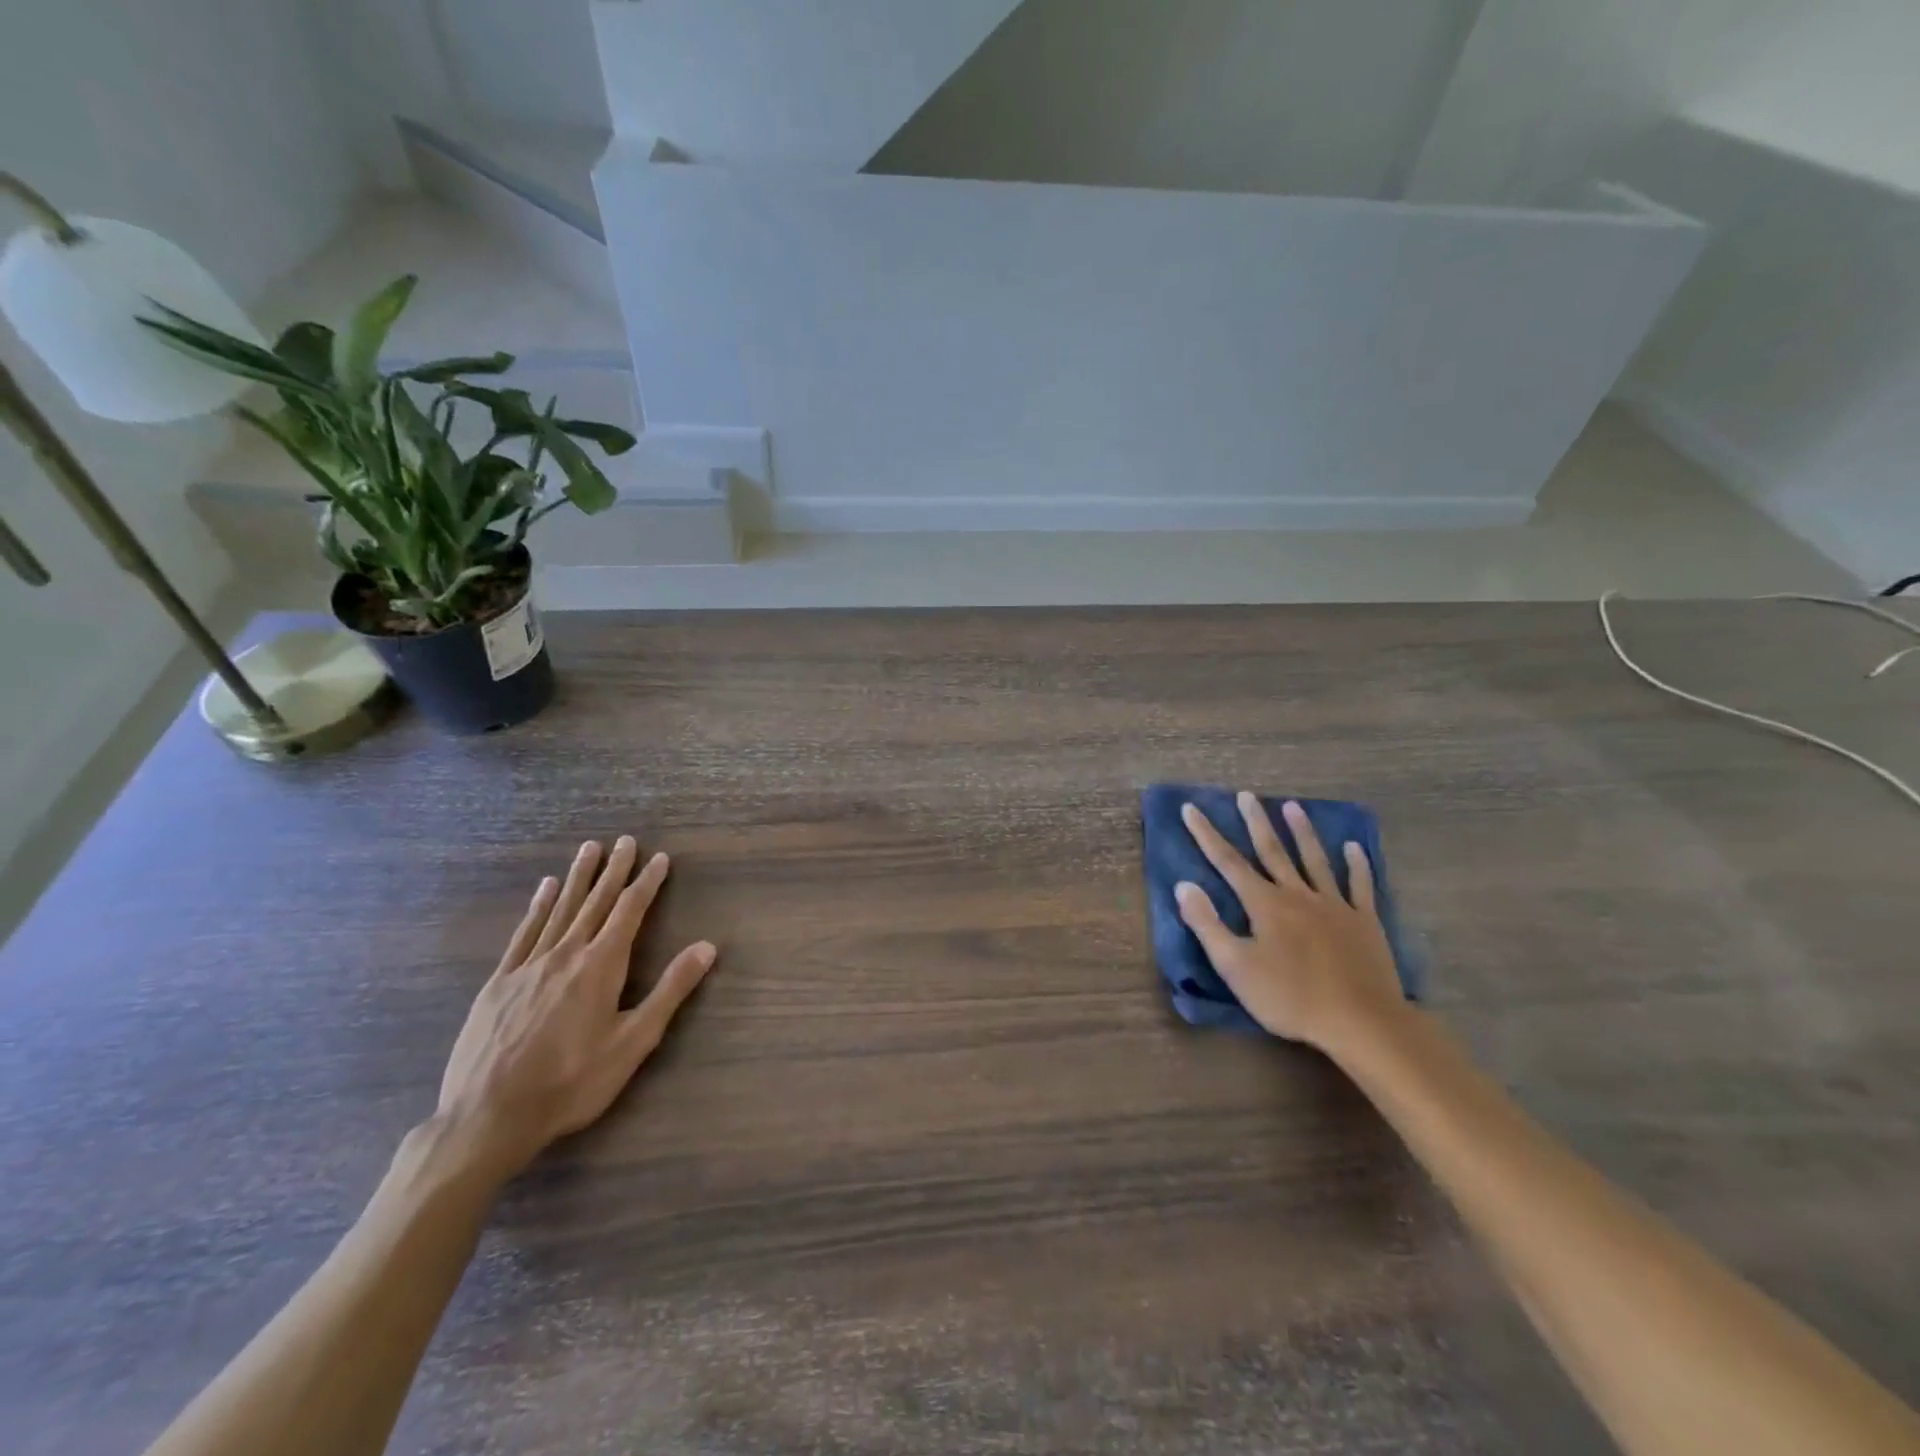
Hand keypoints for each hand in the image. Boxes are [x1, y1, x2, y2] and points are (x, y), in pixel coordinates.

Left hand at [434, 837, 716, 1179]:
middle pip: (596, 902)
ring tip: (589, 849)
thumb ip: (670, 990)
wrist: (488, 1116)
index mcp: (602, 966)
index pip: (630, 912)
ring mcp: (528, 965)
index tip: (659, 858)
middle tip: (626, 840)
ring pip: (560, 909)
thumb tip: (707, 947)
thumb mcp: (634, 1041)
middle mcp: (566, 954)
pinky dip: (538, 906)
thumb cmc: (572, 1081)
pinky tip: (545, 889)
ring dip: (579, 877)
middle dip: (614, 870)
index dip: (647, 883)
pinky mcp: (499, 982)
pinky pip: (524, 933)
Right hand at [1176, 794, 1405, 1053]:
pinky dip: (1357, 865)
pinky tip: (1354, 847)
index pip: (1227, 862)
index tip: (1191, 808)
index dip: (1206, 835)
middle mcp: (1297, 895)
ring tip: (1293, 806)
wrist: (1361, 1021)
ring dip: (1302, 832)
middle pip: (1272, 851)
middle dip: (1256, 822)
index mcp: (1264, 904)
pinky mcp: (1363, 922)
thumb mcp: (1235, 966)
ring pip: (1315, 860)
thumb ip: (1207, 924)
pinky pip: (1360, 886)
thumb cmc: (1289, 997)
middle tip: (1246, 795)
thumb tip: (1184, 885)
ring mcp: (1334, 905)